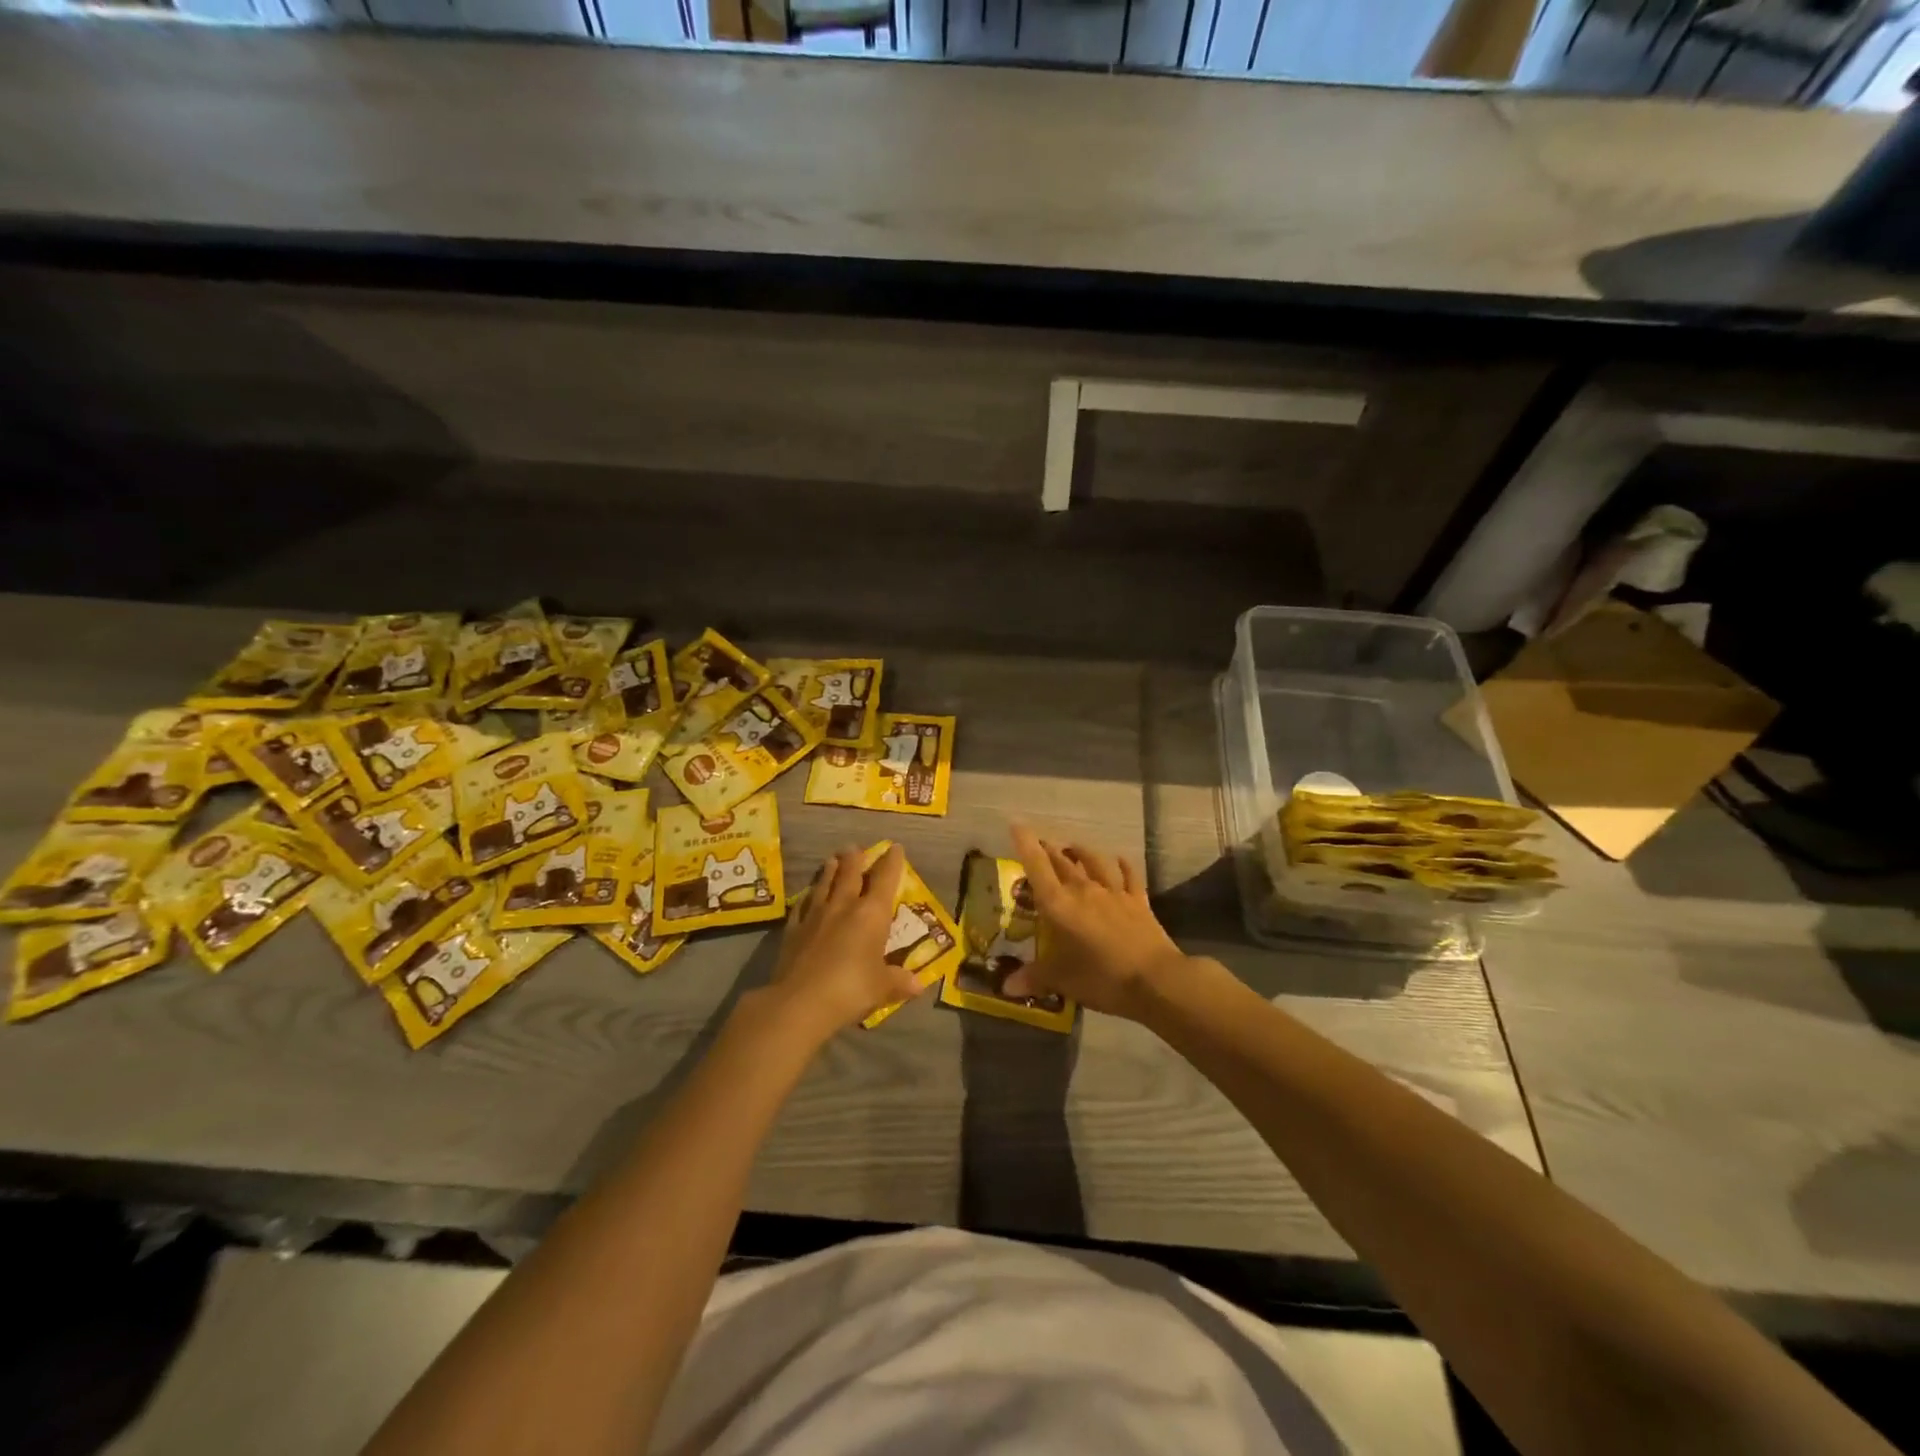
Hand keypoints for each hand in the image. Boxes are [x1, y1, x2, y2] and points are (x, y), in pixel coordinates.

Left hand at [765, 844, 923, 1041]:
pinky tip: (807, 896)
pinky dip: (807, 898)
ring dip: (830, 871)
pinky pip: (802, 907)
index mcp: (871, 914)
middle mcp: (843, 906)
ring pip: (824, 885)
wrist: (800, 1002)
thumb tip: (918, 984)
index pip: (885, 879)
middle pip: (850, 874)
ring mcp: (815, 916)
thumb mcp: (882, 988)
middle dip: (855, 859)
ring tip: (832, 859)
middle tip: (855, 847)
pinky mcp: (793, 930)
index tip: (895, 847)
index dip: (891, 862)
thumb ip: (899, 981)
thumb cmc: (851, 989)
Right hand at [1005, 825, 1191, 1021]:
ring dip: (1082, 852)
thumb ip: (1034, 977)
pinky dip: (1122, 865)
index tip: (1017, 825)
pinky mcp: (1137, 901)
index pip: (1037, 867)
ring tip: (1074, 847)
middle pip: (1063, 863)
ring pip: (1094, 863)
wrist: (1155, 980)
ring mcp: (1114, 893)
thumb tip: (1006, 987)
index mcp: (1059, 905)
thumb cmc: (1101, 978)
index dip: (1025, 844)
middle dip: (1049, 850)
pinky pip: (1128, 876)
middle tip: (1041, 843)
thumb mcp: (1062, 981)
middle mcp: (1084, 890)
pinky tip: (1119, 859)